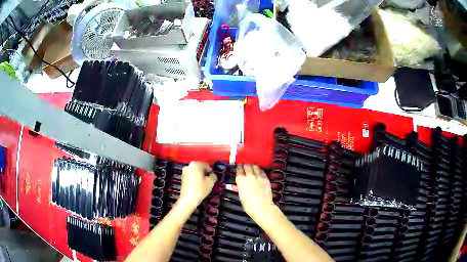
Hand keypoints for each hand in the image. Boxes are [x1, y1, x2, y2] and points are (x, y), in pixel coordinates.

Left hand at [179, 162, 216, 208]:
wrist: (188, 199)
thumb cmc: (200, 189)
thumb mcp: (210, 182)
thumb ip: (213, 176)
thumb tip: (213, 175)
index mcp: (196, 164)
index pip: (206, 165)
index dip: (211, 171)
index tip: (213, 177)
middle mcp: (189, 166)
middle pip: (200, 168)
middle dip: (205, 173)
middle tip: (209, 180)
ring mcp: (185, 171)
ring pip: (195, 172)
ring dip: (200, 175)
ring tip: (204, 183)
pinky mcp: (182, 178)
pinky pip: (191, 176)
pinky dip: (195, 178)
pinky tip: (198, 185)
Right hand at [235, 165, 276, 221]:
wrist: (262, 208)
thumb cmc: (249, 205)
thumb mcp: (241, 196)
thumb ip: (239, 188)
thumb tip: (237, 185)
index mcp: (241, 180)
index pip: (239, 169)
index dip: (239, 169)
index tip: (239, 169)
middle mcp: (249, 175)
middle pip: (247, 166)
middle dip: (246, 166)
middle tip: (245, 168)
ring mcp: (259, 176)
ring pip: (255, 167)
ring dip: (253, 167)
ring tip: (252, 169)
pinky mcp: (266, 178)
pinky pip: (262, 171)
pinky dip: (259, 171)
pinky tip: (259, 173)